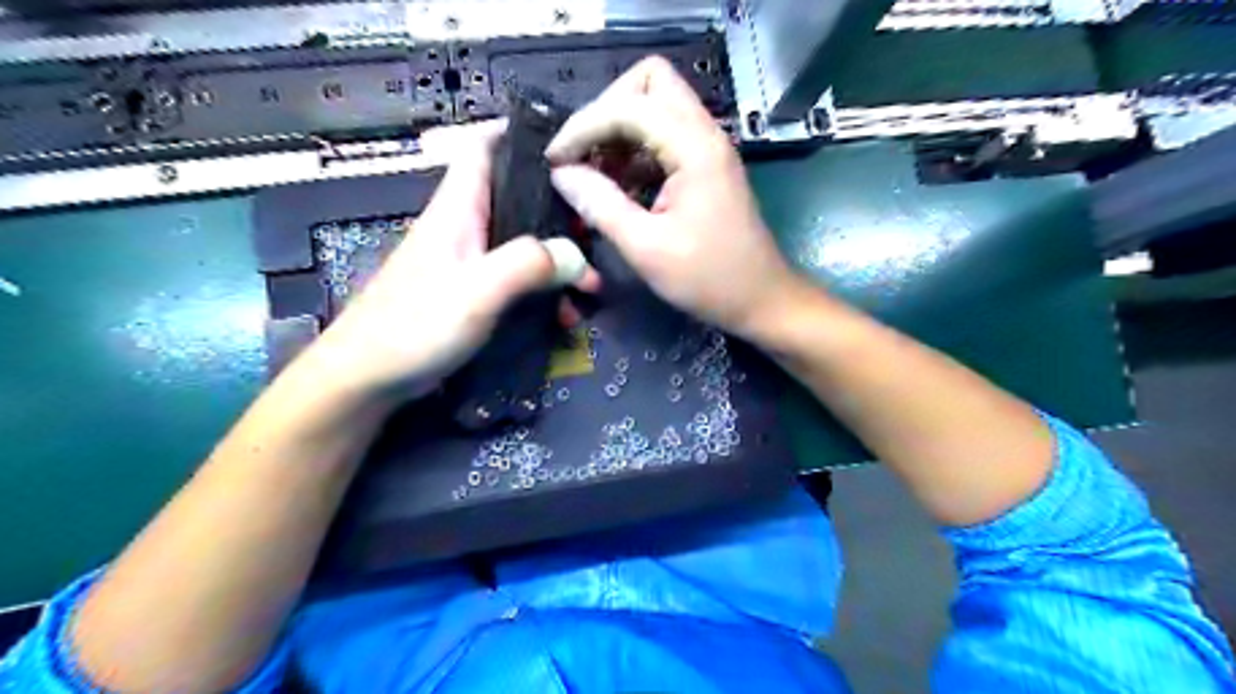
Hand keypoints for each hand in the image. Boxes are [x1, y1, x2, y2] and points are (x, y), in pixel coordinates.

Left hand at [306, 123, 600, 404]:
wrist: (369, 379)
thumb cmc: (416, 325)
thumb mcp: (476, 292)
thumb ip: (527, 265)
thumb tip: (577, 256)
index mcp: (459, 209)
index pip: (483, 146)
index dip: (520, 134)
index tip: (568, 146)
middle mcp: (465, 227)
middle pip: (518, 198)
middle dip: (560, 213)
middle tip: (597, 234)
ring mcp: (469, 262)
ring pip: (523, 244)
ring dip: (558, 262)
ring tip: (590, 290)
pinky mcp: (472, 293)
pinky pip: (517, 279)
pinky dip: (543, 291)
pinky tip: (562, 316)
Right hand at [547, 55, 802, 340]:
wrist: (760, 299)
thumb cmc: (707, 279)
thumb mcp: (646, 248)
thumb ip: (601, 205)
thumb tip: (562, 174)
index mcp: (694, 148)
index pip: (629, 106)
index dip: (584, 127)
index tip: (555, 160)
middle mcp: (704, 134)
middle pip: (650, 83)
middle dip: (606, 111)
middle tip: (582, 154)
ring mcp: (707, 148)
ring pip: (656, 107)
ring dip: (620, 132)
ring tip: (593, 174)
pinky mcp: (705, 167)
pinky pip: (664, 137)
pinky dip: (635, 151)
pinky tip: (618, 185)